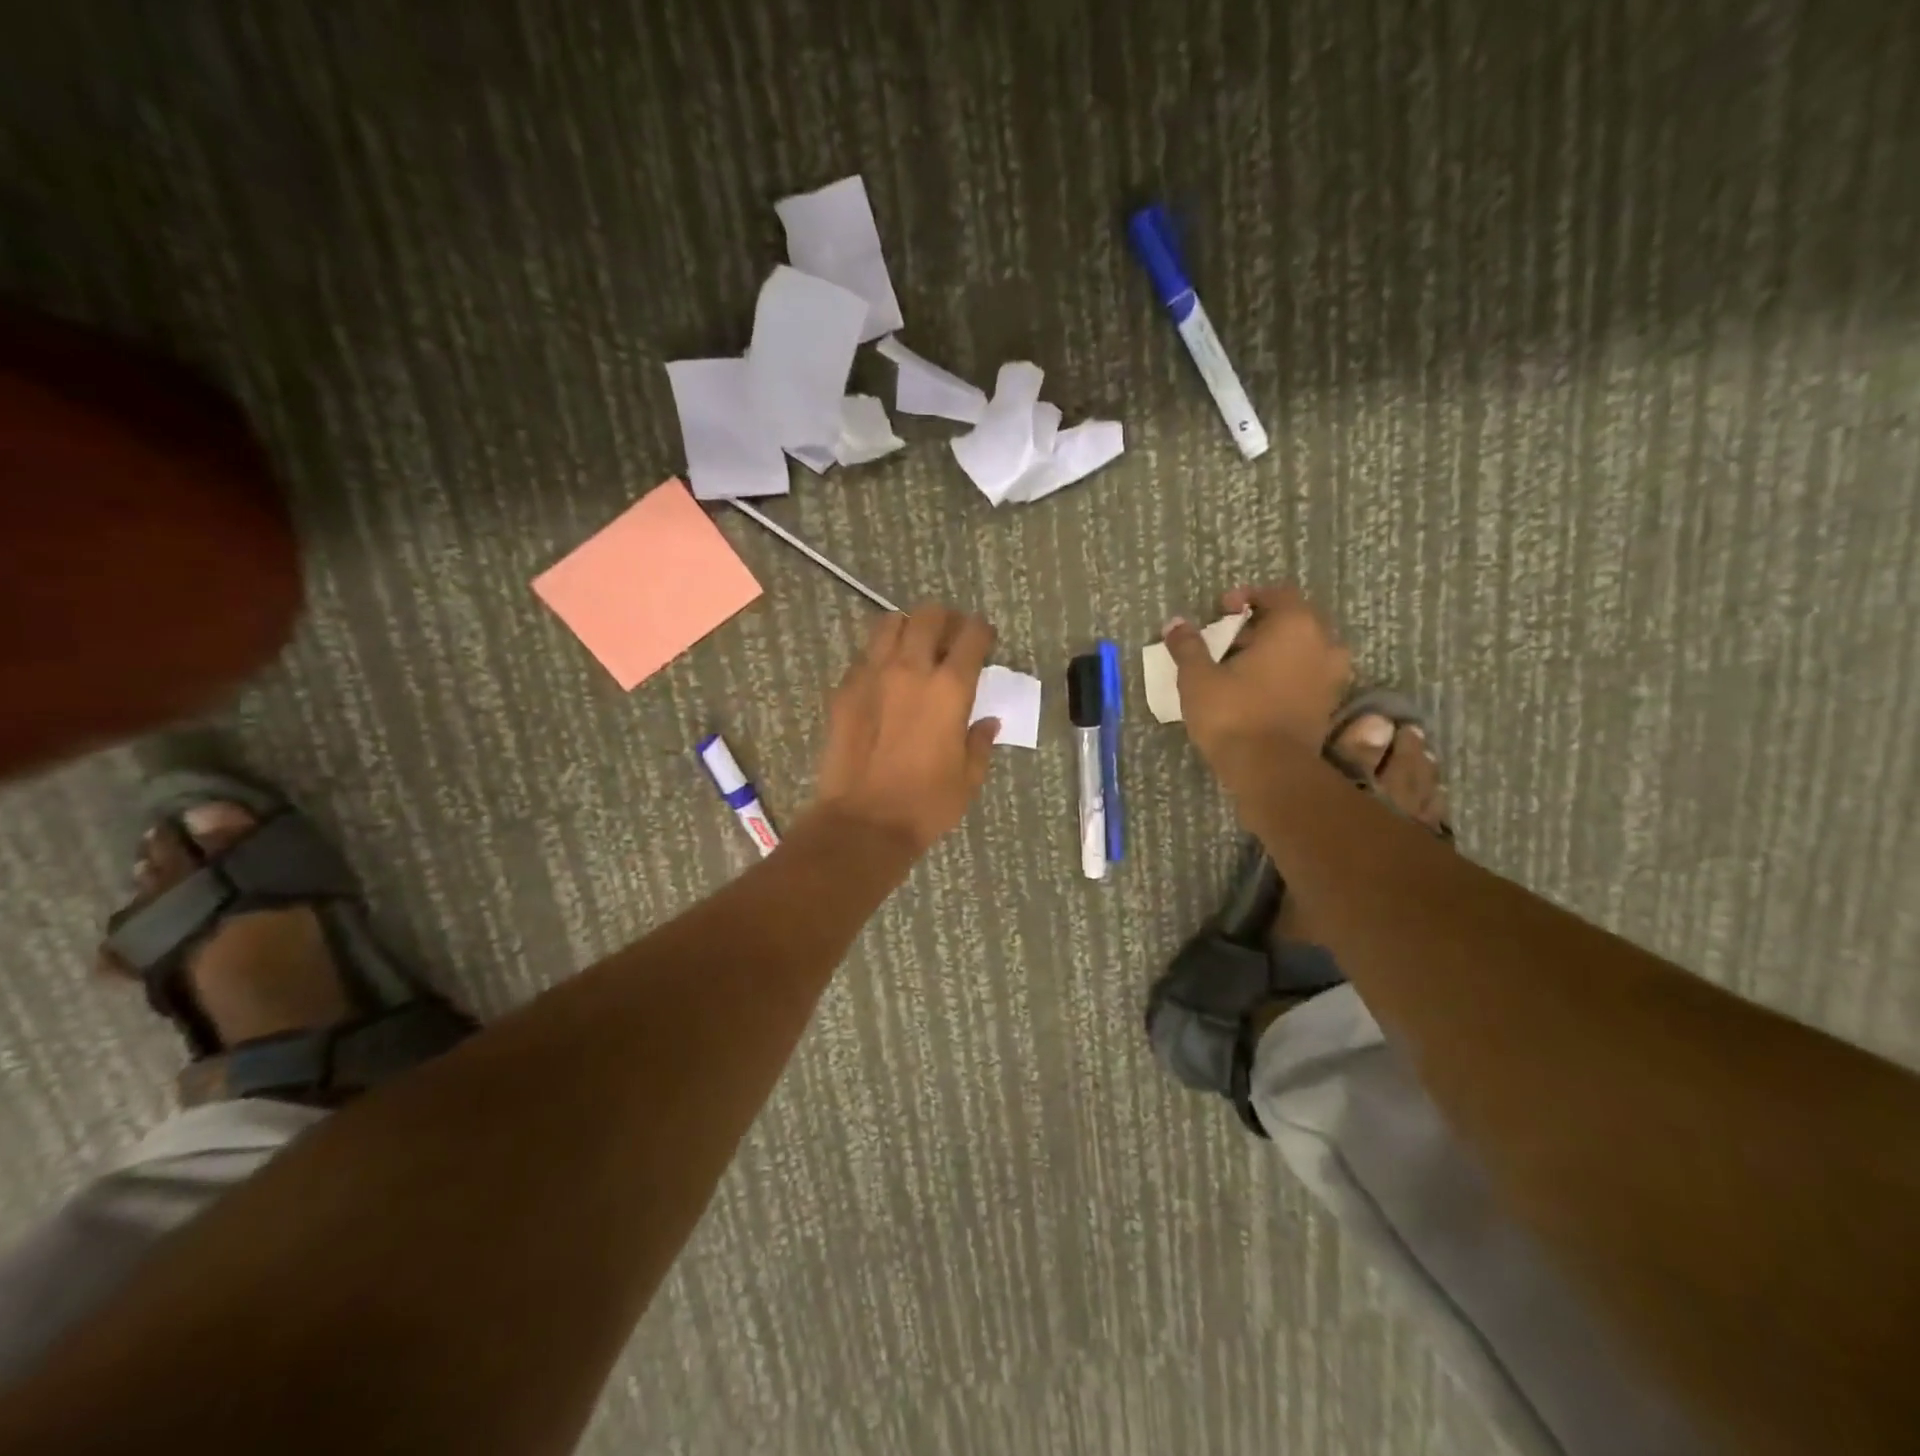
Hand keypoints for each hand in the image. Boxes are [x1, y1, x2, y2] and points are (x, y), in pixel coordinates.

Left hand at [810, 603, 1000, 852]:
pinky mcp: (844, 690)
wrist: (863, 822)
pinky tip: (884, 680)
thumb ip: (980, 741)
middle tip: (949, 637)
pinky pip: (863, 656)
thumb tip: (987, 721)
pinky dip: (878, 657)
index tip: (985, 641)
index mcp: (950, 688)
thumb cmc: (925, 804)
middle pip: (928, 616)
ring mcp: (872, 675)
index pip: (971, 636)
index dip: (982, 632)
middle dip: (945, 620)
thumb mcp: (968, 778)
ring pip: (889, 624)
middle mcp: (910, 670)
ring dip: (907, 628)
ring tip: (913, 648)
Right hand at [1163, 583, 1351, 789]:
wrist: (1269, 771)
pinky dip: (1287, 675)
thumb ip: (1188, 646)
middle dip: (1262, 625)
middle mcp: (1323, 645)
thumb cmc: (1233, 714)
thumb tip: (1175, 624)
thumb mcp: (1198, 677)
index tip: (1222, 610)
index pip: (1278, 594)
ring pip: (1304, 650)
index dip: (1248, 598)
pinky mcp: (1328, 706)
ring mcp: (1332, 677)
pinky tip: (1258, 690)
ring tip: (1243, 665)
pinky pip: (1308, 676)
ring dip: (1277, 651)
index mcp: (1296, 626)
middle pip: (1294, 620)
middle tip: (1229, 639)